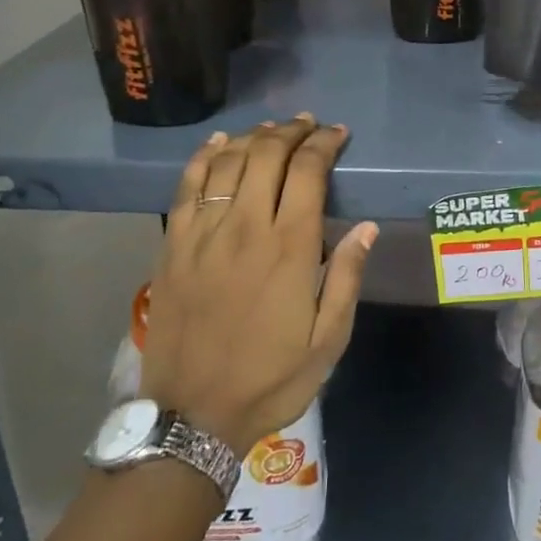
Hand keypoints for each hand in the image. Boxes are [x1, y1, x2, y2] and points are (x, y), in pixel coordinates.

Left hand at [140, 117, 376, 456]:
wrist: (192, 416)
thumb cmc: (270, 379)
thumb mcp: (328, 340)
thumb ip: (346, 277)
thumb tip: (366, 227)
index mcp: (289, 248)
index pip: (308, 172)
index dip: (324, 144)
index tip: (338, 134)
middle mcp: (245, 227)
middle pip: (267, 155)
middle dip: (291, 131)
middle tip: (309, 125)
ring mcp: (203, 234)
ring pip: (228, 162)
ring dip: (253, 137)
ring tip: (272, 130)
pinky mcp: (174, 245)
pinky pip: (188, 186)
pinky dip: (205, 157)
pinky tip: (219, 144)